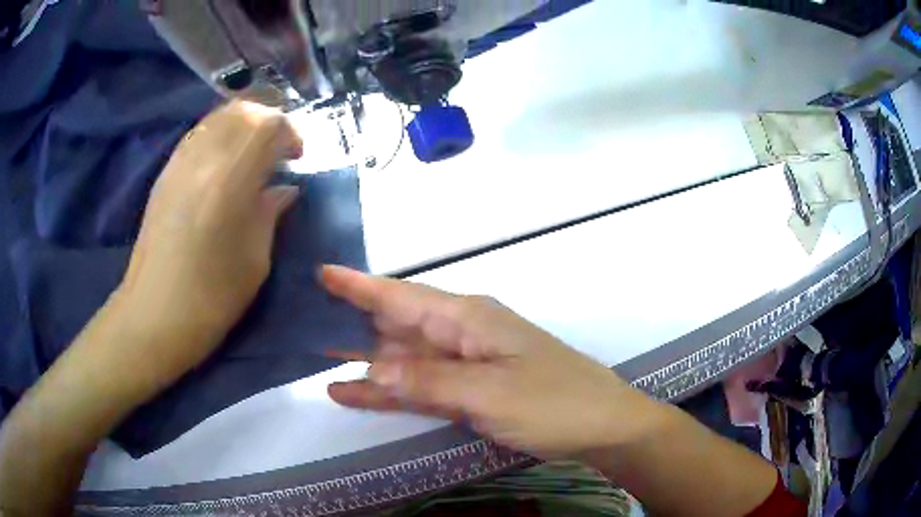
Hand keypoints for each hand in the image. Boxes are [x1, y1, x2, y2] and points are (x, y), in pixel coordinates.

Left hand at [117, 100, 302, 386]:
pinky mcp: (165, 174)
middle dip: (267, 121)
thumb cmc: (210, 298)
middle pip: (241, 111)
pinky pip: (198, 135)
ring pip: (217, 117)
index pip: (267, 124)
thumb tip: (283, 189)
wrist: (153, 315)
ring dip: (242, 126)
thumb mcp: (255, 260)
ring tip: (252, 155)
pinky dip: (219, 136)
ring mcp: (178, 163)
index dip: (289, 132)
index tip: (296, 157)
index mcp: (229, 181)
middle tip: (277, 151)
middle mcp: (202, 159)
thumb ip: (270, 214)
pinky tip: (223, 165)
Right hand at [322, 266, 663, 459]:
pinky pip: (421, 386)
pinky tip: (355, 392)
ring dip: (365, 360)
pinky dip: (390, 389)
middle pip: (398, 324)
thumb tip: (372, 365)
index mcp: (468, 318)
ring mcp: (466, 364)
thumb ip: (428, 379)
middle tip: (308, 320)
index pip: (402, 296)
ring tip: (319, 360)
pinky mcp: (471, 391)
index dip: (361, 286)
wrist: (601, 426)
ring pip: (405, 357)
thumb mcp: (490, 393)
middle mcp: (462, 334)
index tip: (324, 274)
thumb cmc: (553, 402)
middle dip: (354, 321)